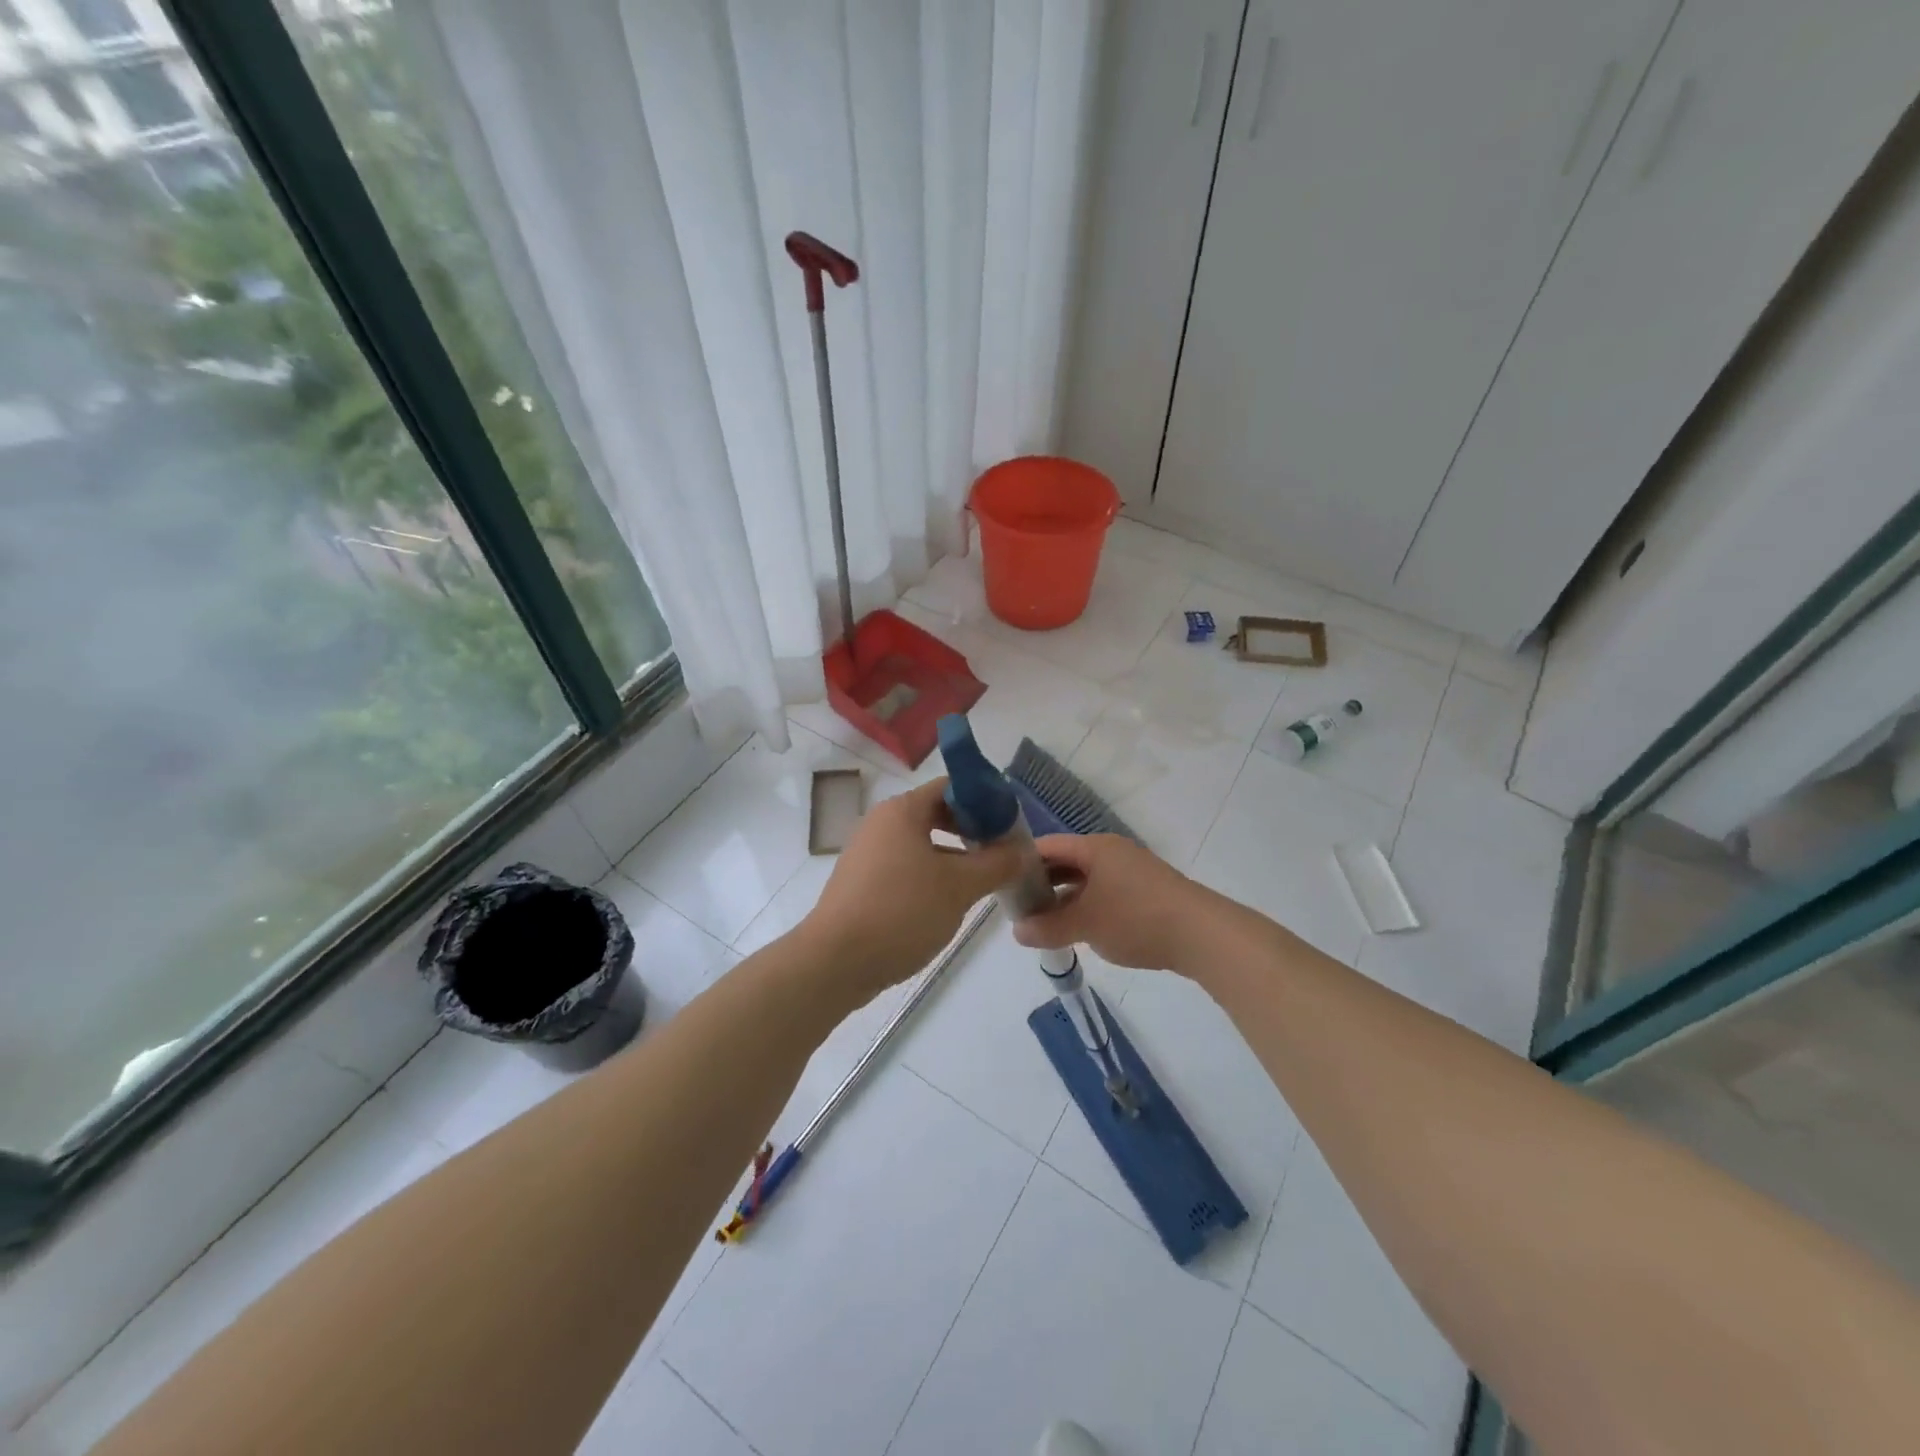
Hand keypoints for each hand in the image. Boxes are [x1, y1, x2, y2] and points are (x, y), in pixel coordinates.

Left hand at [799, 777, 1023, 997]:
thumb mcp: (960, 887)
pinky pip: (906, 867)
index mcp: (902, 810)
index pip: (952, 786)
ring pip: (922, 844)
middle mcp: (881, 823)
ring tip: (984, 880)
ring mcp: (868, 853)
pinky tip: (950, 902)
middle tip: (1003, 853)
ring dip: (955, 857)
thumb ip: (997, 864)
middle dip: (973, 831)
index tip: (1012, 824)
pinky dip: (931, 875)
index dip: (986, 800)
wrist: (836, 961)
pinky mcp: (862, 883)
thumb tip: (1023, 851)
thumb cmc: (902, 911)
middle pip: (937, 813)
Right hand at [1012, 834, 1208, 972]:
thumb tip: (1017, 931)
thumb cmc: (1136, 918)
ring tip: (1043, 924)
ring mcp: (1131, 871)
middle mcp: (1111, 852)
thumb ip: (1047, 927)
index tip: (1000, 883)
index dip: (1021, 862)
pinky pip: (1104, 892)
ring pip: (1085, 880)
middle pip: (1065, 862)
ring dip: (1063, 899)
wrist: (1202, 935)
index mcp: (1094, 847)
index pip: (1046, 846)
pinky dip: (1086, 906)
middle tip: (1018, 908)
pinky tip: (1078, 930)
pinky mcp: (1145, 892)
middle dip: (1041, 884)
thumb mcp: (1085, 924)